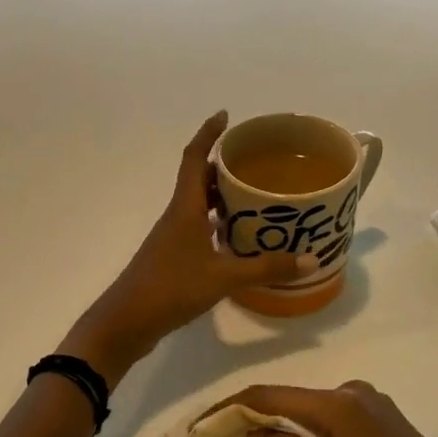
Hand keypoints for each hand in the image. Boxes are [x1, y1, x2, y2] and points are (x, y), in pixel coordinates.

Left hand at [64, 113, 316, 385]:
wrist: (126, 321)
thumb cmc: (171, 287)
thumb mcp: (224, 277)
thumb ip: (266, 267)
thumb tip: (311, 260)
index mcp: (185, 207)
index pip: (194, 157)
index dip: (208, 134)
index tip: (225, 115)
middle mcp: (177, 215)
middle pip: (199, 179)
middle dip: (225, 166)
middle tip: (257, 161)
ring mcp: (172, 238)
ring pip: (199, 205)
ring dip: (222, 197)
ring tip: (255, 196)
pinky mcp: (172, 258)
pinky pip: (198, 228)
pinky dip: (218, 225)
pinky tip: (238, 238)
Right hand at [209, 381, 437, 436]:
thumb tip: (254, 429)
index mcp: (341, 405)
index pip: (270, 395)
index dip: (231, 407)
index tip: (201, 426)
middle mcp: (353, 391)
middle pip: (288, 398)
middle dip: (252, 418)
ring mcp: (370, 402)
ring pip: (307, 409)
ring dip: (278, 427)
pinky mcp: (380, 418)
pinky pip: (328, 418)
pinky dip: (304, 432)